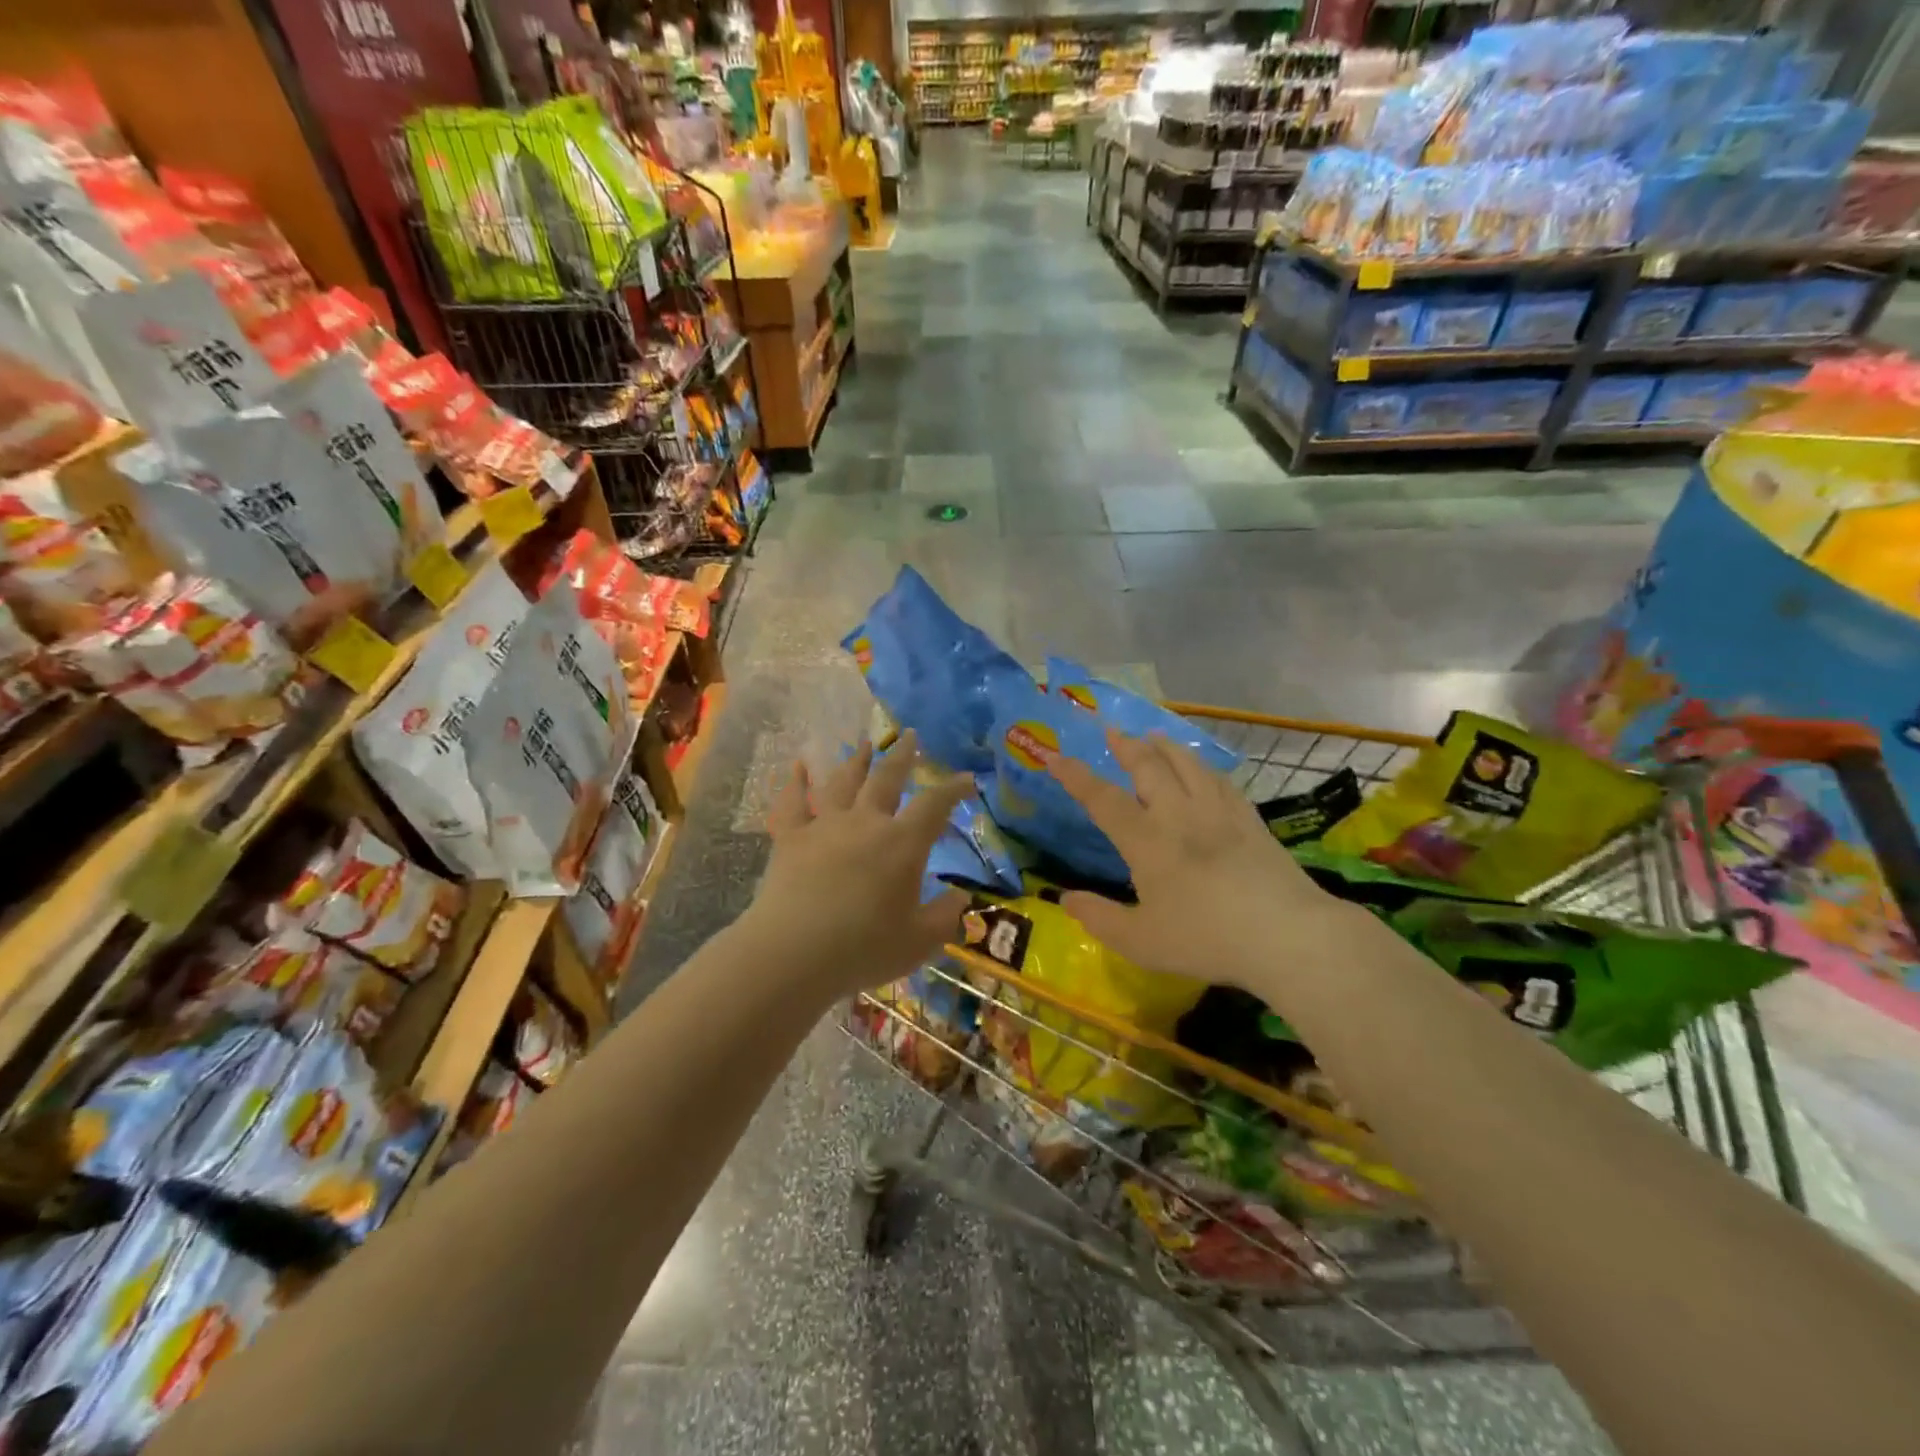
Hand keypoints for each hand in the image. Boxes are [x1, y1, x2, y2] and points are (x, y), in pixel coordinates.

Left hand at [743, 730, 970, 997]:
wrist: (793, 953)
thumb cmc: (864, 949)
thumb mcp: (919, 941)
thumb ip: (945, 916)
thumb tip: (962, 897)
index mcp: (902, 844)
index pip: (935, 805)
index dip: (953, 788)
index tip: (966, 778)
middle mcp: (865, 823)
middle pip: (886, 778)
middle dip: (902, 756)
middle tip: (910, 736)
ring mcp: (824, 826)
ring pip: (843, 782)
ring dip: (856, 761)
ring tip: (864, 745)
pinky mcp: (790, 838)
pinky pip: (793, 803)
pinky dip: (796, 782)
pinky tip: (800, 766)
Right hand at [1047, 731, 1346, 990]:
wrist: (1286, 934)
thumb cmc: (1206, 939)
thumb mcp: (1140, 941)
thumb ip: (1098, 918)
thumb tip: (1064, 899)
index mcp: (1146, 840)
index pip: (1102, 799)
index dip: (1076, 776)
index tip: (1055, 757)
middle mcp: (1178, 815)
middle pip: (1148, 768)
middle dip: (1126, 747)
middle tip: (1113, 731)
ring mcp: (1218, 812)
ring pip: (1187, 765)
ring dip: (1166, 747)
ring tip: (1154, 736)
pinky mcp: (1250, 820)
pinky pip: (1221, 781)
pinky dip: (1204, 767)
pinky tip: (1204, 768)